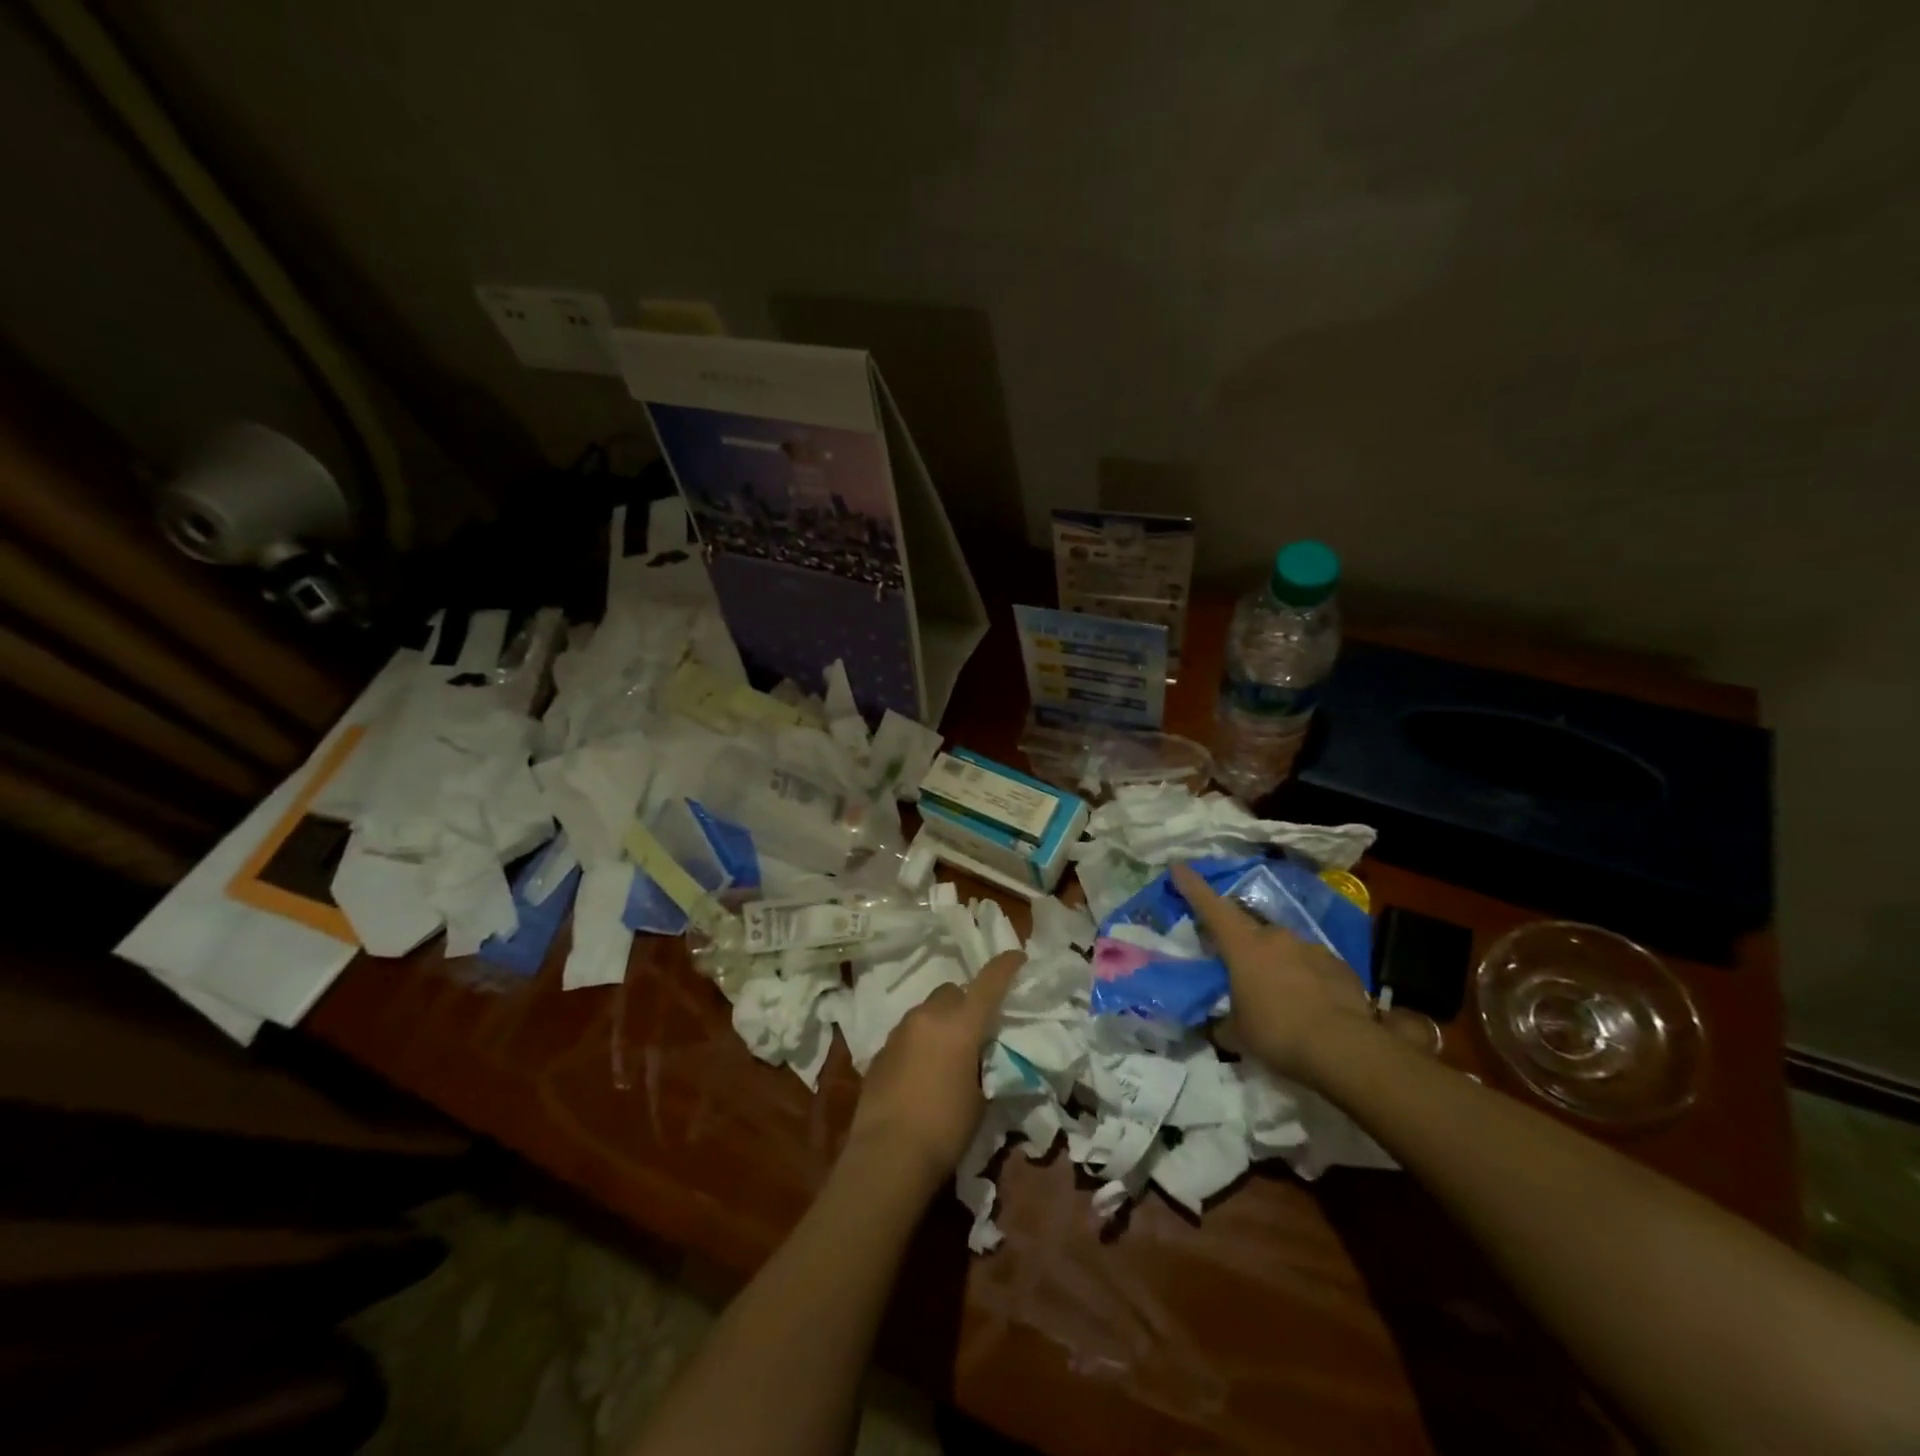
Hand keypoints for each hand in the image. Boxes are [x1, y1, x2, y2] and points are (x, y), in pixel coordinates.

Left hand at [845, 951, 1023, 1194]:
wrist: (887, 1155)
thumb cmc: (945, 1128)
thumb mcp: (981, 1098)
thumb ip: (984, 1066)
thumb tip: (981, 1059)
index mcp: (960, 1024)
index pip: (988, 983)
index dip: (1005, 967)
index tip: (1017, 956)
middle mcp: (928, 1016)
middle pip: (952, 992)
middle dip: (966, 1002)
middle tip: (976, 1028)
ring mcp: (899, 1031)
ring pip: (927, 1011)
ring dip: (940, 1021)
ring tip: (948, 1054)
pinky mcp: (880, 1051)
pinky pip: (908, 1034)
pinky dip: (920, 1042)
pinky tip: (921, 1072)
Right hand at [1171, 861, 1374, 1083]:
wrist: (1345, 1048)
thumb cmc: (1277, 1033)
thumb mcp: (1237, 1034)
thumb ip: (1222, 1022)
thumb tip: (1215, 1025)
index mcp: (1243, 946)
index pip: (1211, 907)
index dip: (1192, 886)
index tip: (1178, 866)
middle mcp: (1276, 937)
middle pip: (1249, 928)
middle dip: (1240, 941)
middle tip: (1236, 963)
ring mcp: (1310, 948)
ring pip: (1283, 947)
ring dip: (1275, 962)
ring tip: (1276, 992)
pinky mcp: (1339, 966)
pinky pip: (1312, 965)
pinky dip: (1304, 977)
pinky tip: (1308, 1003)